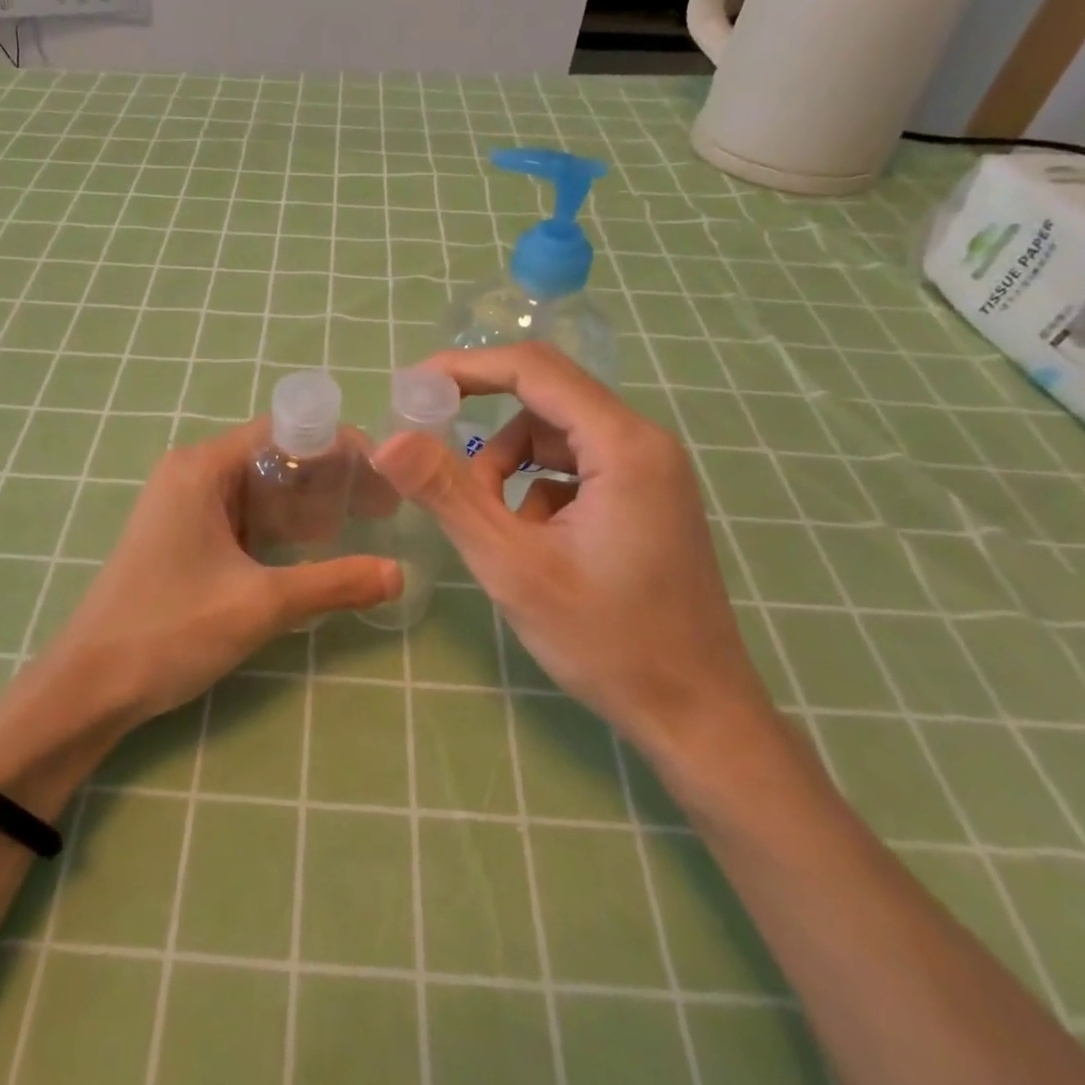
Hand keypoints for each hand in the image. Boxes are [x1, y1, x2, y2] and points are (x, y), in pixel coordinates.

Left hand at [43, 418, 399, 727]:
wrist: (89, 687)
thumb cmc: (170, 630)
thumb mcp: (261, 604)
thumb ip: (334, 583)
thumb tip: (400, 574)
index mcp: (202, 467)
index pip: (284, 431)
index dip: (338, 447)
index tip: (383, 474)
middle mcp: (191, 472)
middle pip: (273, 456)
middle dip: (328, 478)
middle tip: (382, 506)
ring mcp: (182, 504)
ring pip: (258, 488)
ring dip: (305, 503)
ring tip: (360, 523)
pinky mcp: (181, 534)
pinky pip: (240, 514)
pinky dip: (277, 525)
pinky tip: (311, 548)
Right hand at [370, 344, 774, 764]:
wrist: (696, 715)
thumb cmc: (607, 641)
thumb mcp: (512, 567)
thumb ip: (448, 496)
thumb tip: (387, 443)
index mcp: (622, 446)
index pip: (533, 370)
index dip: (466, 369)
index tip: (412, 388)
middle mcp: (643, 442)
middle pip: (544, 398)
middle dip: (483, 423)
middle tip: (433, 454)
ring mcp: (649, 470)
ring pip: (554, 436)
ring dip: (508, 467)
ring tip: (493, 525)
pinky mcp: (644, 497)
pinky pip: (573, 467)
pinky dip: (536, 489)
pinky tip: (532, 540)